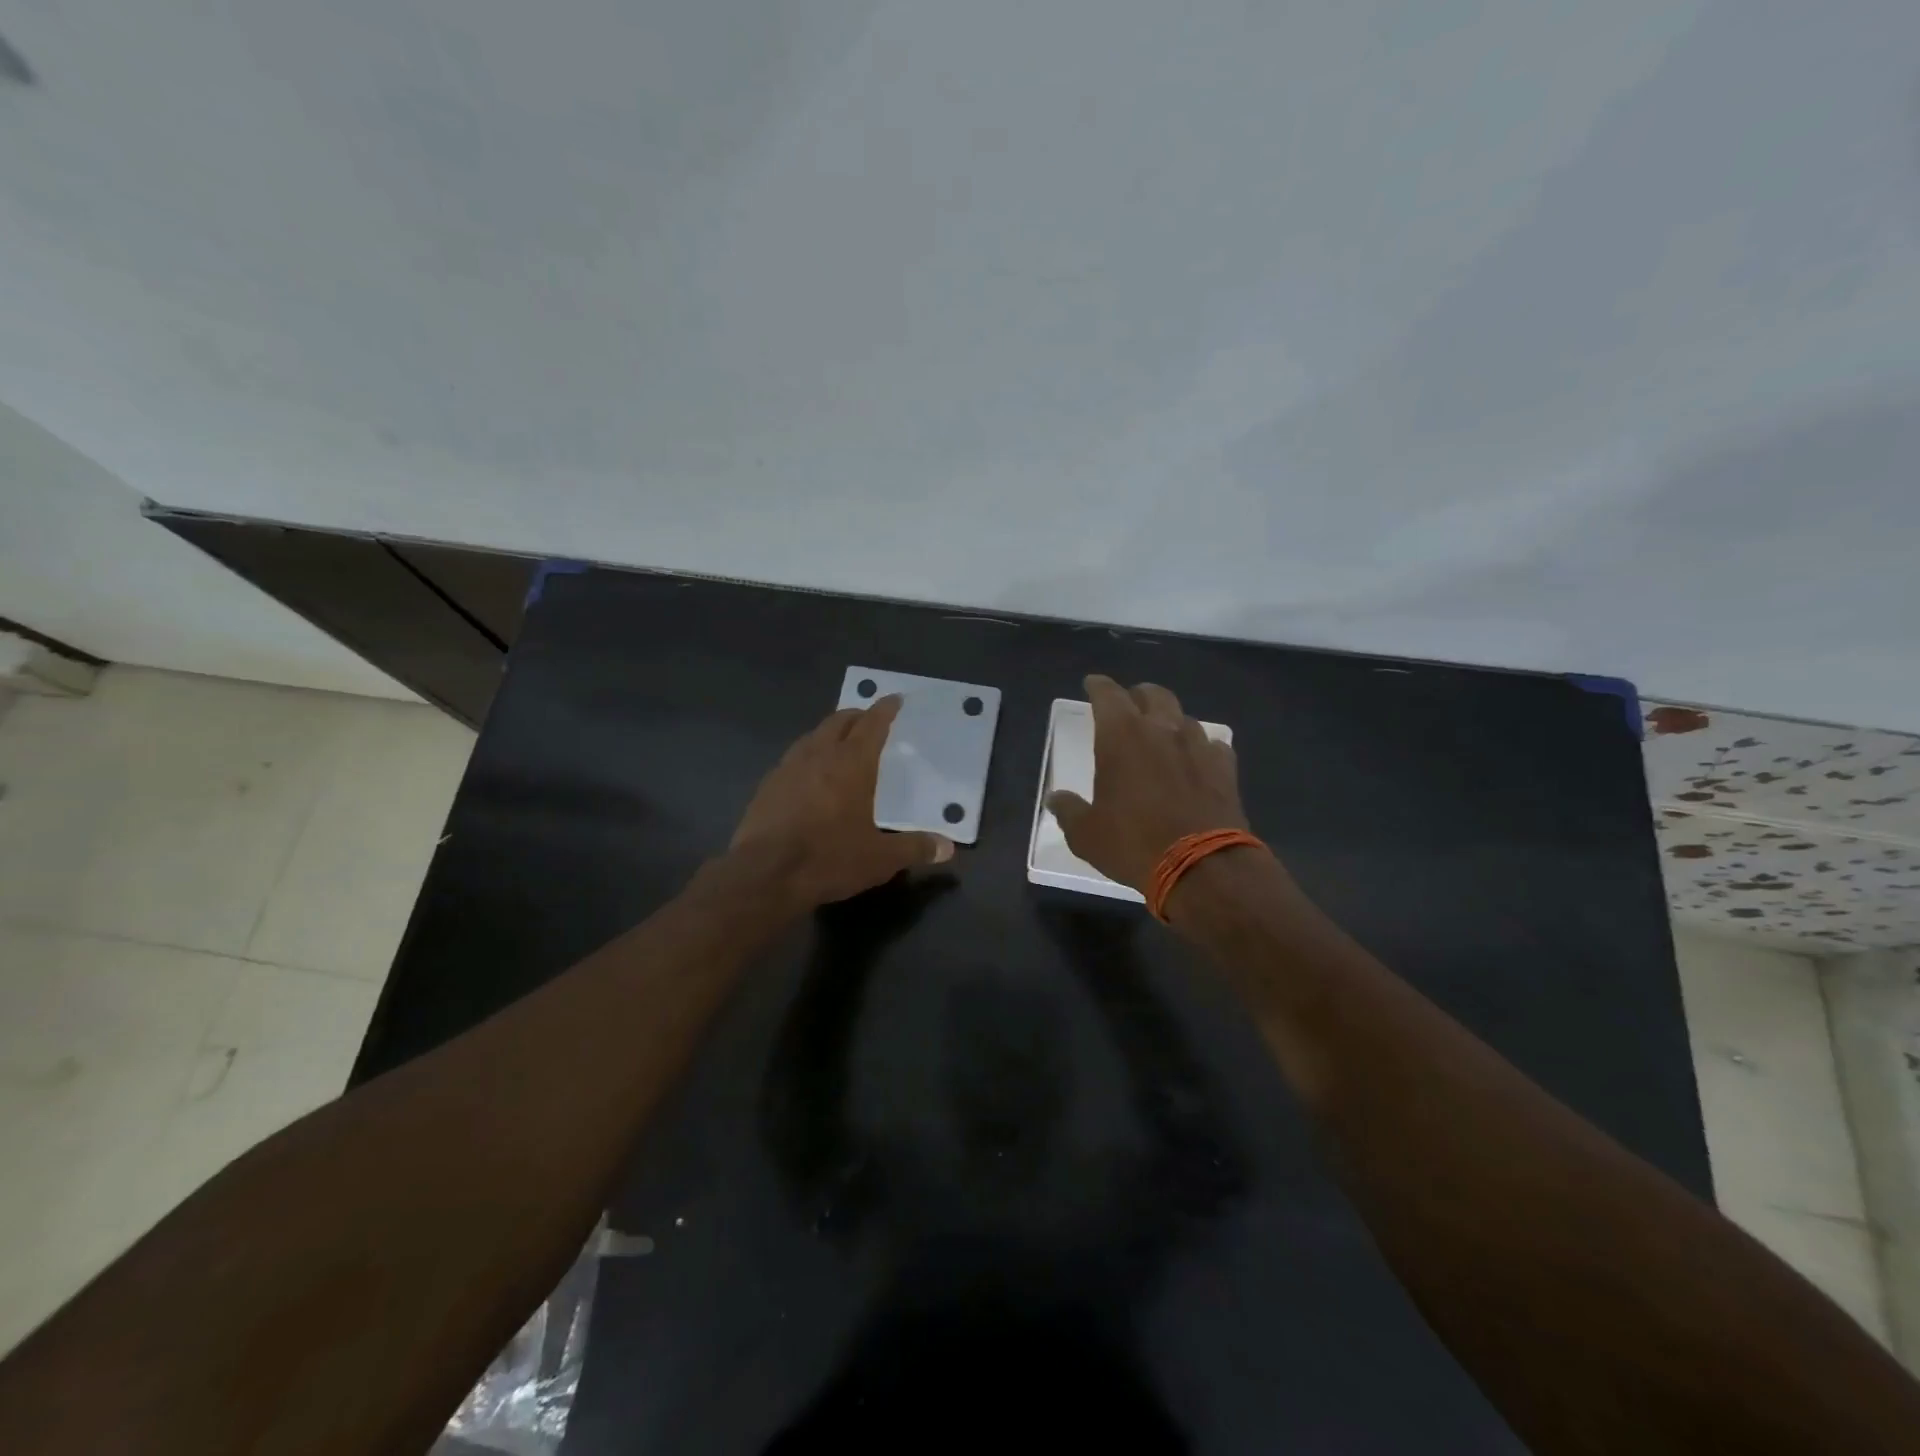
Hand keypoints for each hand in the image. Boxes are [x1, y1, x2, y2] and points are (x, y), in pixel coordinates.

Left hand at [732, 696, 953, 908]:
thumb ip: (915, 848)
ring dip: (829, 733)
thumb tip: (947, 848)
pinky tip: (809, 775)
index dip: (884, 710)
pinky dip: (808, 757)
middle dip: (856, 715)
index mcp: (851, 763)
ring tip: (839, 743)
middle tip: (868, 719)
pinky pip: (793, 759)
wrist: (763, 875)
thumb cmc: (829, 858)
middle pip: (838, 721)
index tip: (894, 700)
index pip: (871, 724)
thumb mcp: (880, 859)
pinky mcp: (767, 786)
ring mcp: (787, 768)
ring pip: (812, 737)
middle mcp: (819, 755)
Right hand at [1045, 675, 1250, 893]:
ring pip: (1184, 717)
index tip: (1092, 684)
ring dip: (1170, 720)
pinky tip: (1196, 761)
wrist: (1202, 867)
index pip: (1108, 695)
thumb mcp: (1086, 834)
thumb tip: (1056, 799)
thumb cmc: (1133, 843)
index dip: (1098, 686)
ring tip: (1162, 735)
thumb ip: (1069, 810)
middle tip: (1129, 705)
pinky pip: (1212, 745)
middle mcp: (1162, 729)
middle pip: (1153, 694)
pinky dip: (1200, 748)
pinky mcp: (1225, 768)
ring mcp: (1198, 746)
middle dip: (1138, 695)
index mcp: (1121, 736)